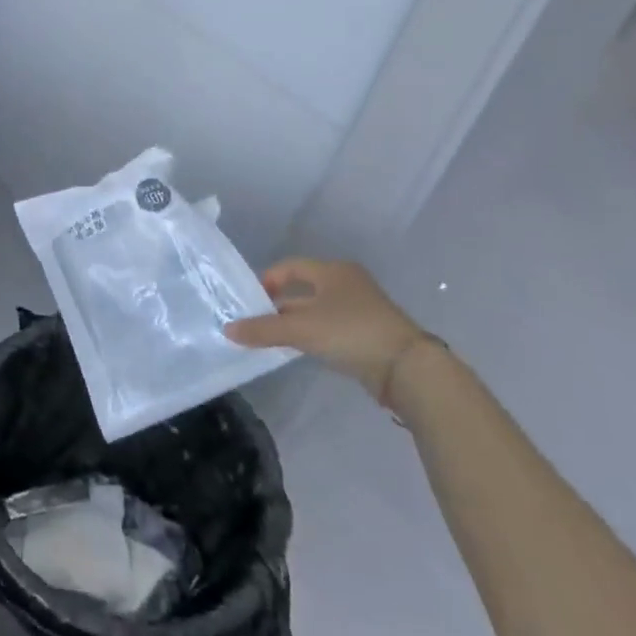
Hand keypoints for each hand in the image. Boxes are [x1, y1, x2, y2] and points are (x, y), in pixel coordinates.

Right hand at [225, 258, 427, 400]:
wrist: (408, 368)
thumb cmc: (351, 332)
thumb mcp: (301, 329)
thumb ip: (263, 329)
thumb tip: (227, 329)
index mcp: (332, 271)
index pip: (290, 267)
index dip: (267, 281)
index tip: (250, 301)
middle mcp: (346, 283)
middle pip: (302, 290)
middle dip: (278, 306)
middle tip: (256, 323)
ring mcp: (360, 309)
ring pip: (316, 311)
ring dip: (294, 323)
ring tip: (272, 339)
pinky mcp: (368, 334)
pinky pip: (330, 328)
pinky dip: (313, 335)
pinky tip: (300, 350)